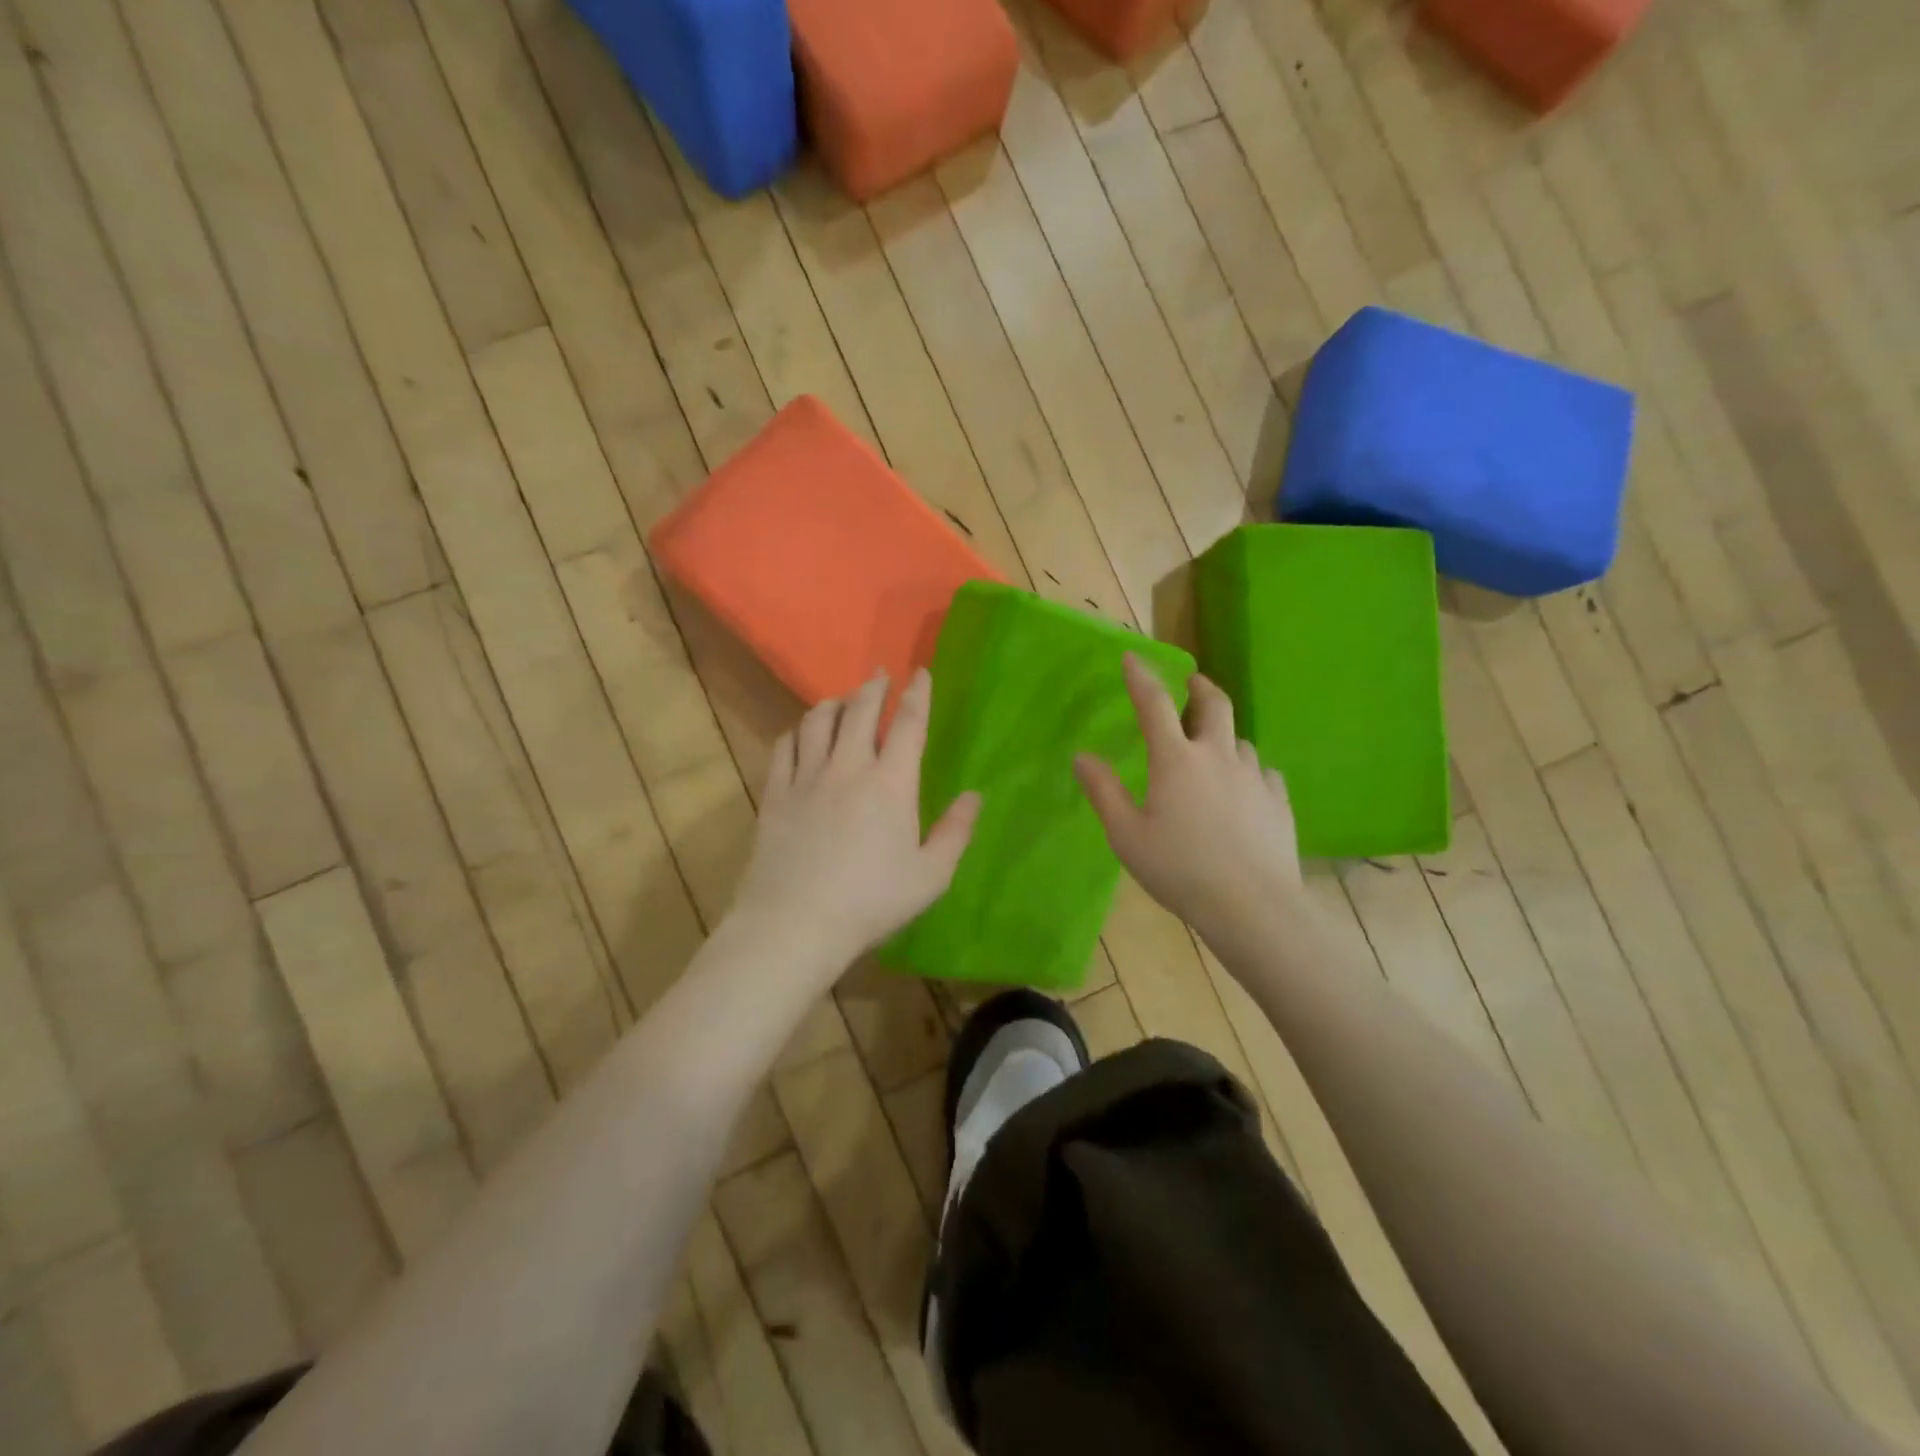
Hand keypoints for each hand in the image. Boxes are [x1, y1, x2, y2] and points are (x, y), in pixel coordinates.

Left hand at [728, 668, 980, 973]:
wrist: (794, 924)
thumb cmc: (870, 903)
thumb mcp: (930, 877)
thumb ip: (955, 832)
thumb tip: (973, 796)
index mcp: (891, 784)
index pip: (909, 725)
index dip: (917, 695)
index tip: (920, 673)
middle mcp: (848, 768)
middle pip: (861, 711)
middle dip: (874, 687)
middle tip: (880, 674)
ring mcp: (806, 777)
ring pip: (819, 721)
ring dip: (834, 703)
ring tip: (842, 700)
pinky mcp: (775, 794)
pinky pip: (785, 746)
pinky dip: (797, 731)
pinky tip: (802, 733)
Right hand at [1075, 654, 1302, 950]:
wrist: (1252, 906)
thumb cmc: (1179, 869)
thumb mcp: (1126, 835)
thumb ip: (1103, 792)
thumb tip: (1082, 756)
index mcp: (1176, 760)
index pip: (1154, 704)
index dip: (1141, 676)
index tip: (1132, 656)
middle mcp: (1217, 756)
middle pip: (1214, 704)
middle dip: (1199, 686)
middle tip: (1191, 681)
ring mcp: (1254, 776)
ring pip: (1239, 739)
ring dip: (1223, 733)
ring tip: (1212, 745)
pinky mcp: (1278, 801)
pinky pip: (1263, 772)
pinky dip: (1248, 769)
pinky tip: (1244, 787)